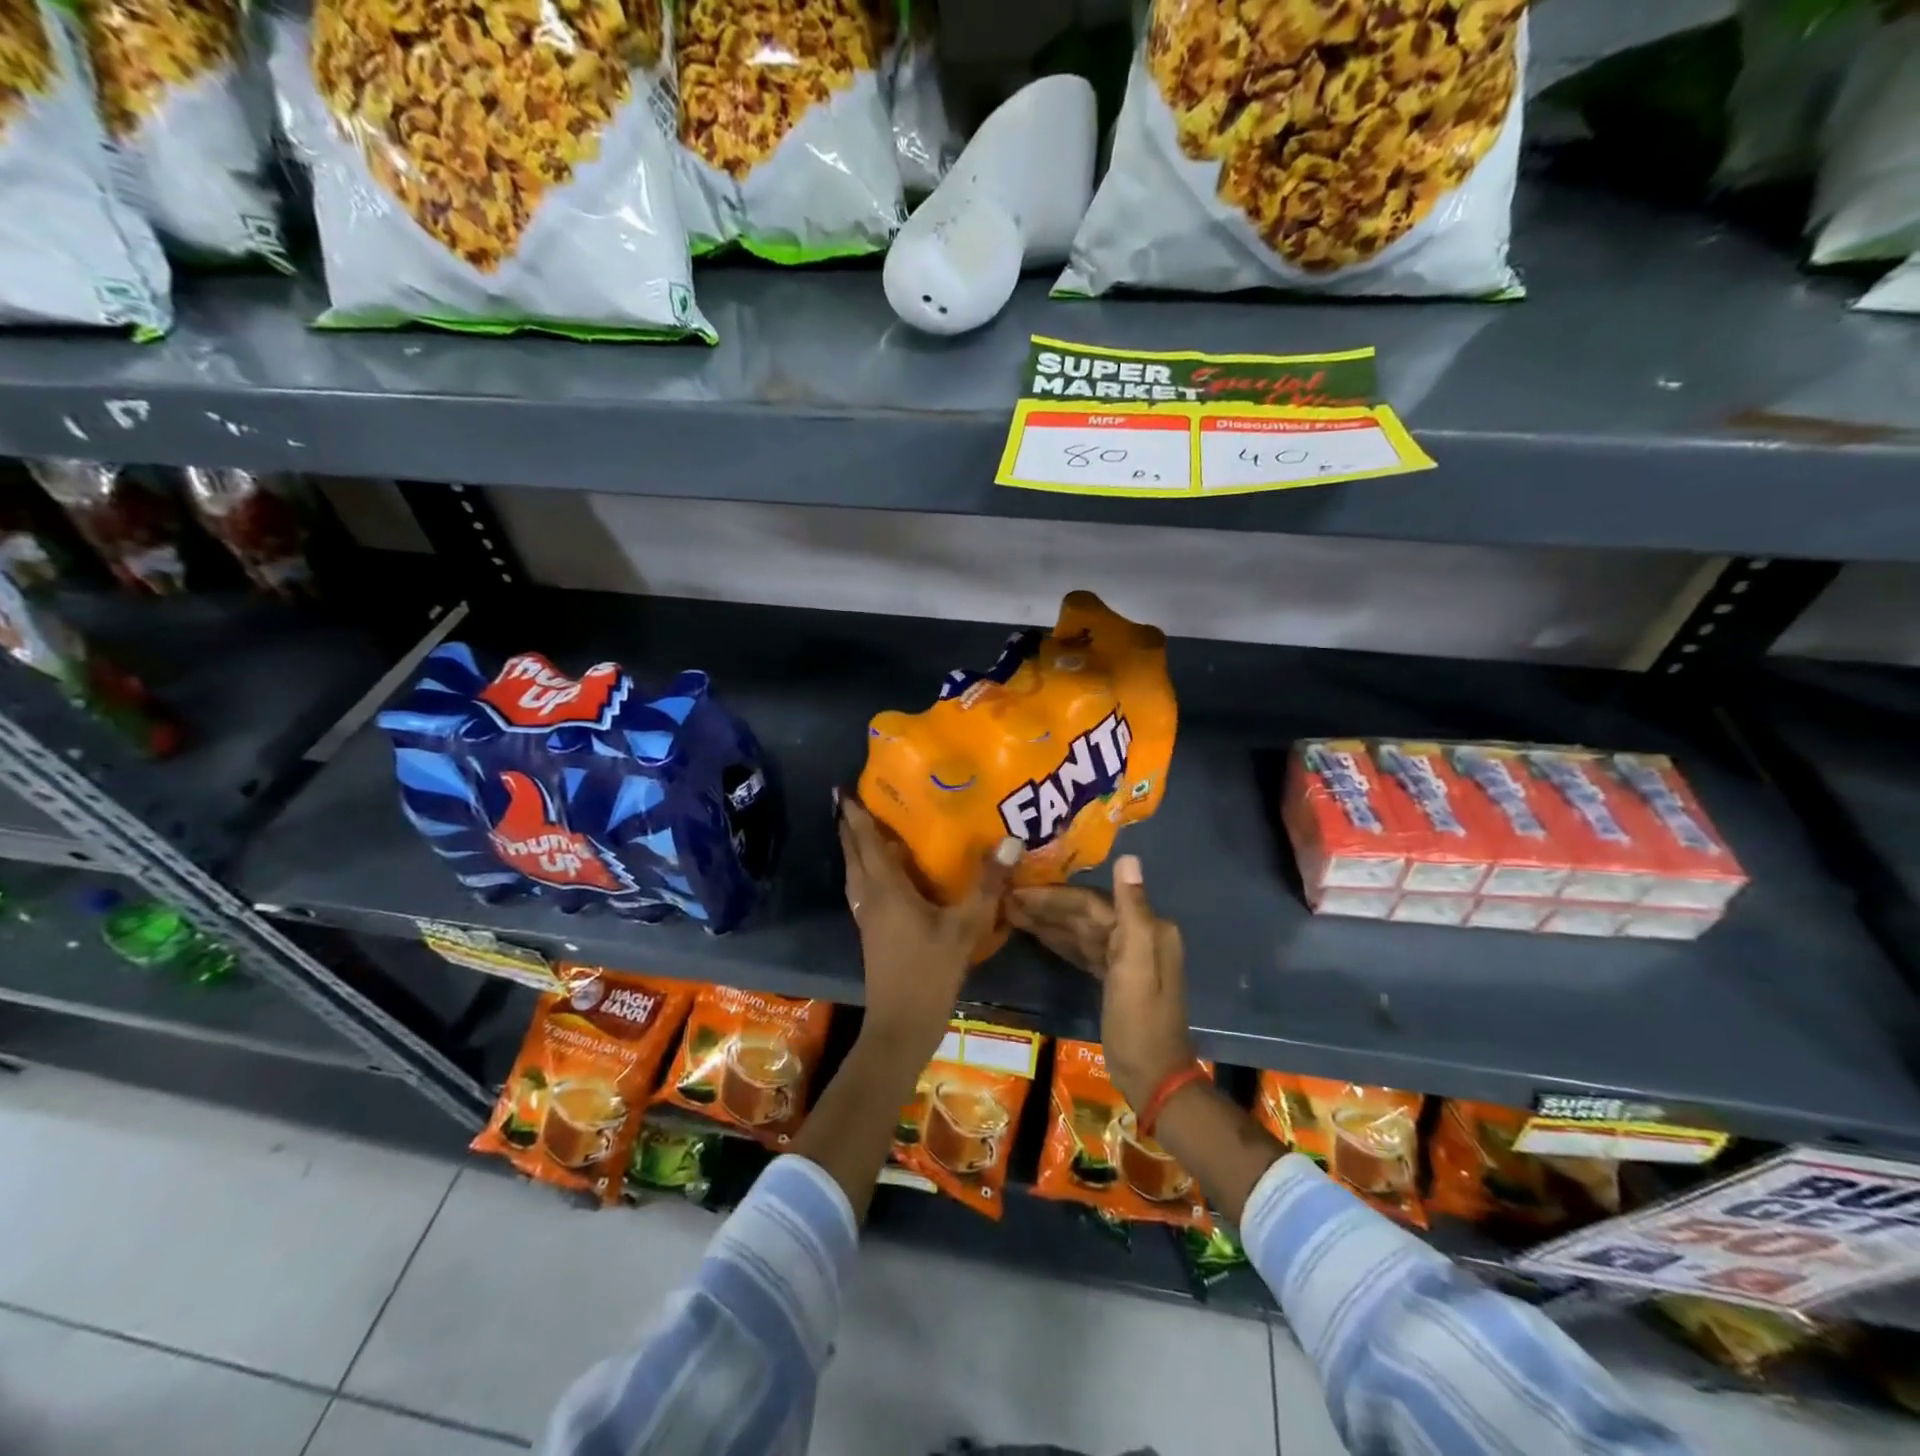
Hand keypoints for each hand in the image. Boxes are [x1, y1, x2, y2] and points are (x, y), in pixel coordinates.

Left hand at [837, 788, 1021, 1058]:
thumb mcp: (964, 928)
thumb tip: (1010, 840)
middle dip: (850, 828)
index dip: (855, 816)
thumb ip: (987, 885)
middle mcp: (870, 898)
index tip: (843, 790)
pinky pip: (864, 889)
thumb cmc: (929, 973)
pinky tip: (884, 874)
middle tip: (850, 801)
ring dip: (856, 850)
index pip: (867, 843)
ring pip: (856, 874)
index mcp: (886, 890)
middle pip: (854, 855)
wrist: (900, 1027)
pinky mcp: (873, 933)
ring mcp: (868, 918)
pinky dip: (866, 871)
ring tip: (865, 830)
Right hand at [1009, 855, 1195, 1110]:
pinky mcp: (1115, 977)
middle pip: (1085, 913)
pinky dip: (1060, 941)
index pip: (1092, 902)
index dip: (1054, 896)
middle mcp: (1138, 936)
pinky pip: (1083, 950)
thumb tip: (1129, 858)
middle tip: (1005, 899)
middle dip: (1046, 906)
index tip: (1017, 890)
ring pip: (1081, 931)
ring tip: (1010, 913)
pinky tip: (1034, 934)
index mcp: (1146, 929)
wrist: (1154, 1079)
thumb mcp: (1135, 965)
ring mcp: (1126, 958)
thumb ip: (1132, 910)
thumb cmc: (1140, 1022)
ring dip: (1048, 921)